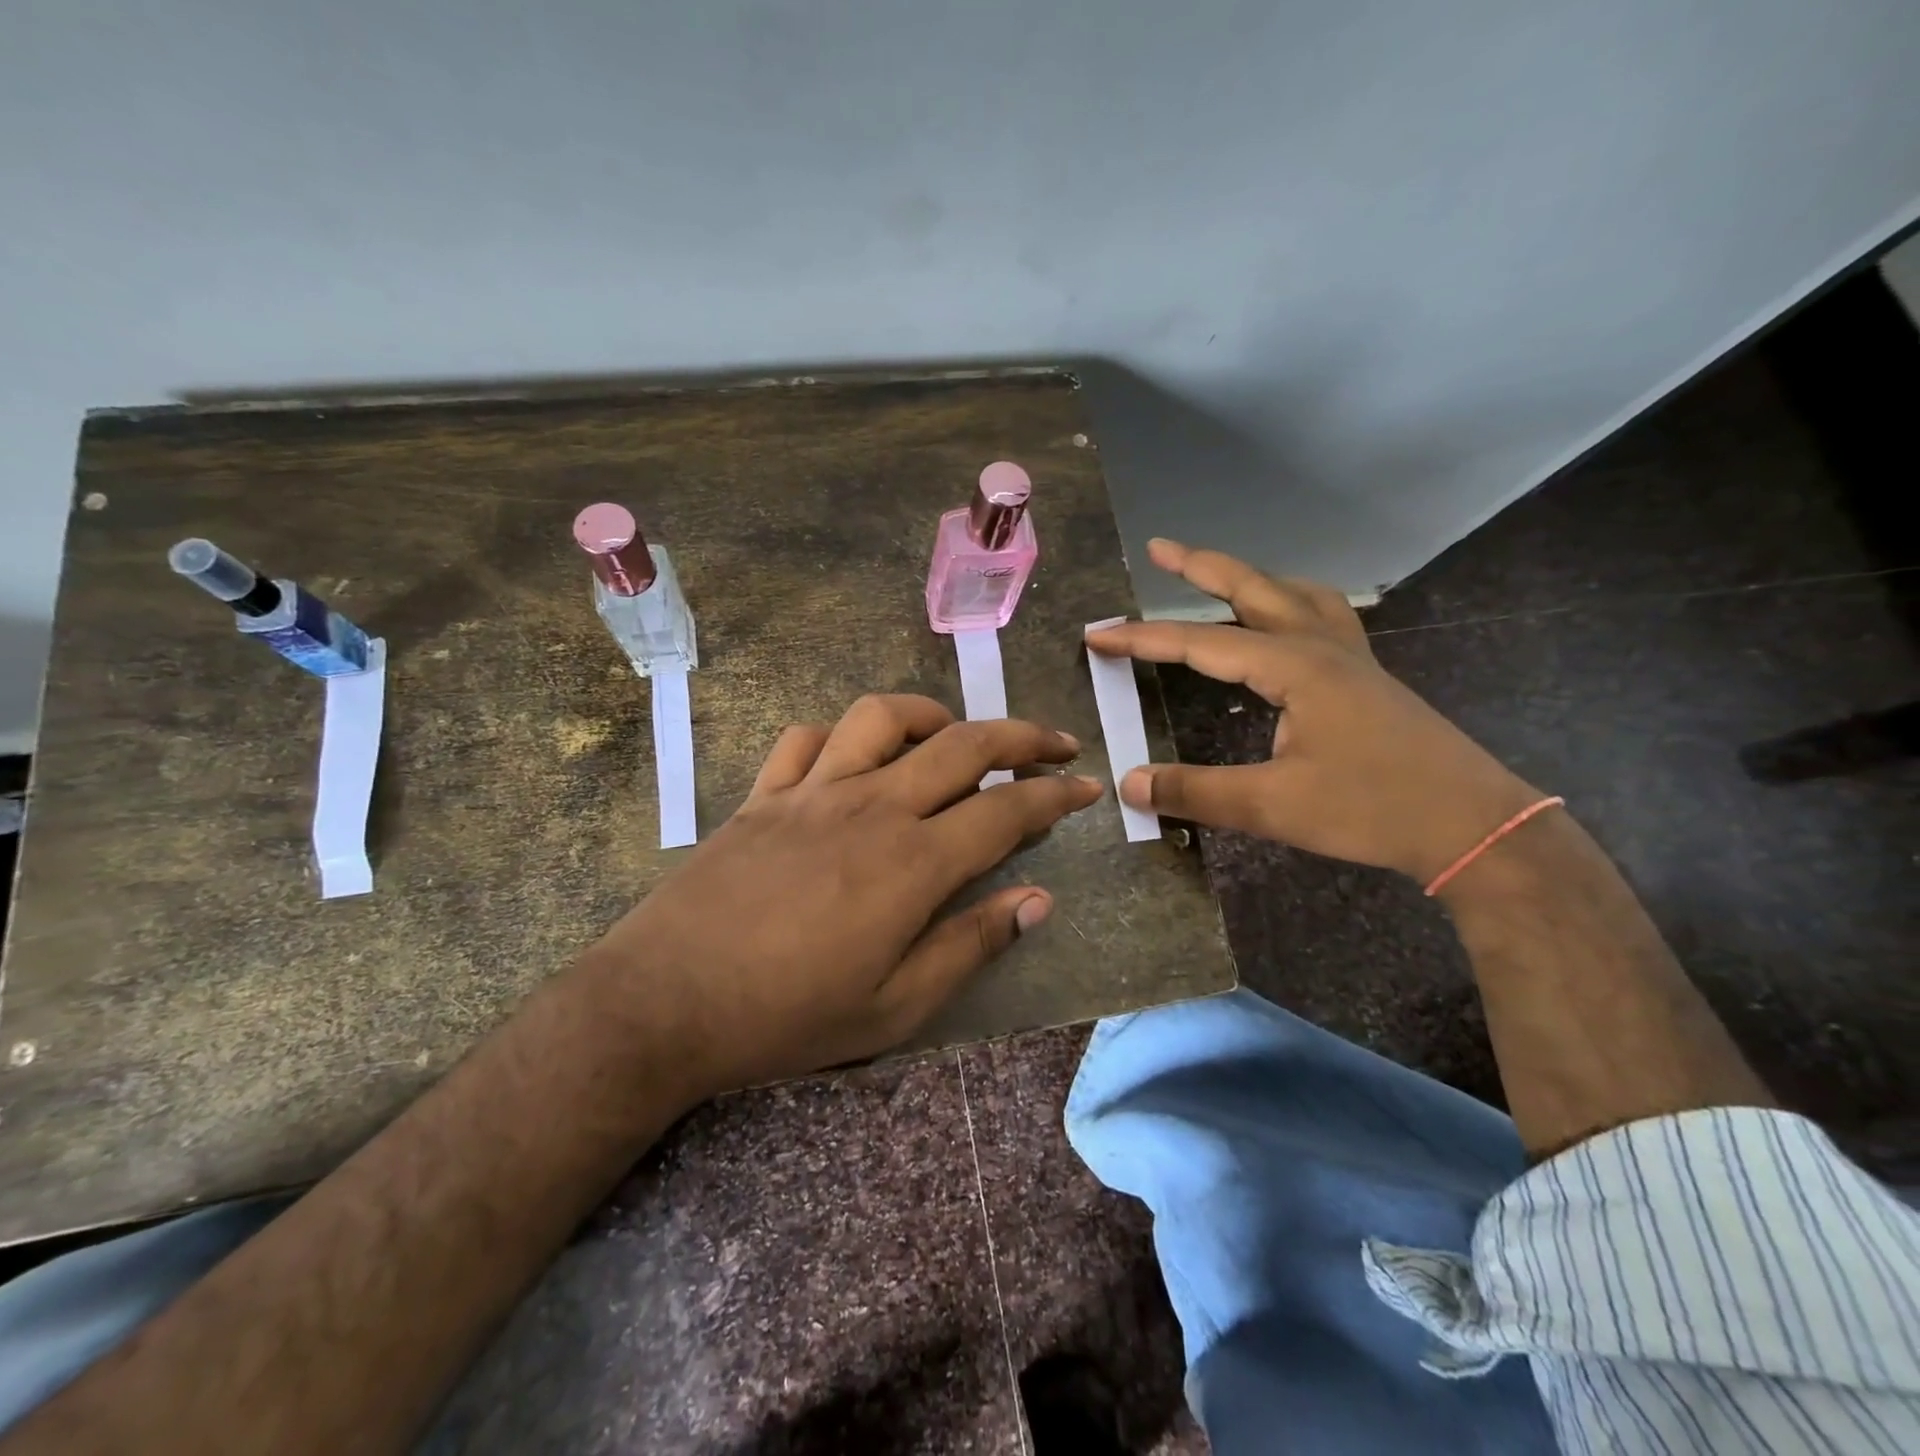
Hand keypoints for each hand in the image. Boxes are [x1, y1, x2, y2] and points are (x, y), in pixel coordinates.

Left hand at [582, 694, 1102, 1096]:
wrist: (663, 1003)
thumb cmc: (787, 1016)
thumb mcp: (895, 1007)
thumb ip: (971, 944)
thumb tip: (1037, 900)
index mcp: (913, 862)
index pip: (1007, 810)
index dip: (1055, 794)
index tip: (1086, 787)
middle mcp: (871, 806)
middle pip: (962, 745)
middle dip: (1020, 735)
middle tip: (1054, 741)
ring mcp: (812, 790)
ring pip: (883, 718)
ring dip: (931, 716)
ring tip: (953, 736)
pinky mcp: (764, 794)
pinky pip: (808, 738)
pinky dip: (842, 737)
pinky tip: (853, 759)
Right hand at [1087, 539, 1538, 885]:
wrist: (1472, 826)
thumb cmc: (1371, 809)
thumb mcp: (1271, 805)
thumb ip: (1195, 791)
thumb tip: (1129, 785)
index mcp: (1293, 666)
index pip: (1199, 643)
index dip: (1142, 639)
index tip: (1097, 636)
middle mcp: (1321, 646)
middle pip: (1252, 589)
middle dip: (1201, 566)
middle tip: (1161, 547)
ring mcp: (1352, 658)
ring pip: (1296, 595)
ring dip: (1253, 579)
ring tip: (1223, 576)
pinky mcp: (1369, 678)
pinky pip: (1326, 617)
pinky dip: (1295, 604)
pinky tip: (1290, 624)